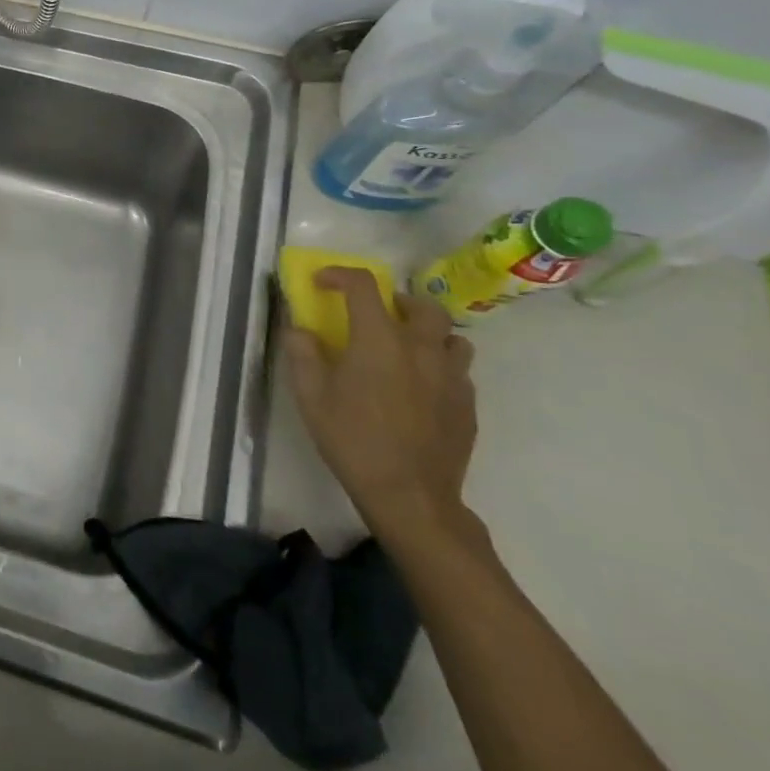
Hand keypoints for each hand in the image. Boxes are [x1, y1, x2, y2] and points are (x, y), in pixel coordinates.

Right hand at [284, 269, 476, 543]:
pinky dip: (440, 367)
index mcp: (380, 340)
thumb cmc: (353, 440)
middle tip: (378, 315)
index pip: (363, 286)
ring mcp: (452, 378)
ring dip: (429, 334)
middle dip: (399, 301)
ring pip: (452, 337)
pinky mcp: (468, 406)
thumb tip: (301, 330)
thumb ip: (303, 354)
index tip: (323, 282)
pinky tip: (420, 389)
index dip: (340, 275)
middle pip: (424, 305)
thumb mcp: (310, 396)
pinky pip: (459, 372)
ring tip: (406, 350)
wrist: (410, 496)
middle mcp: (422, 349)